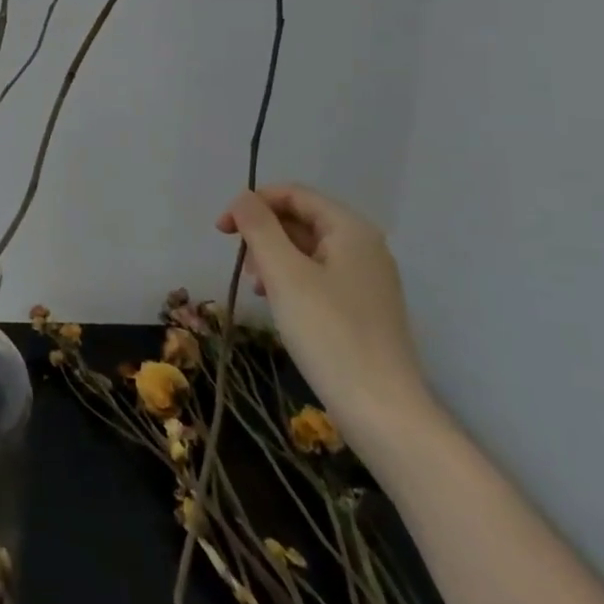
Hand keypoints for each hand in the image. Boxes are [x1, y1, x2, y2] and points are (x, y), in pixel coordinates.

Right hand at [218, 183, 433, 447]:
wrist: (381, 409)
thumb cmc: (328, 333)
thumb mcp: (284, 274)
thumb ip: (259, 227)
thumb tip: (242, 198)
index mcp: (350, 229)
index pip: (294, 194)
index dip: (253, 203)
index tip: (221, 231)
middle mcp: (364, 246)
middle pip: (301, 219)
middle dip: (263, 233)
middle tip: (241, 264)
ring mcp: (367, 278)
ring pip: (307, 249)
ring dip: (273, 258)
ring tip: (256, 286)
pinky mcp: (363, 307)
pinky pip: (319, 276)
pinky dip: (291, 280)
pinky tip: (277, 304)